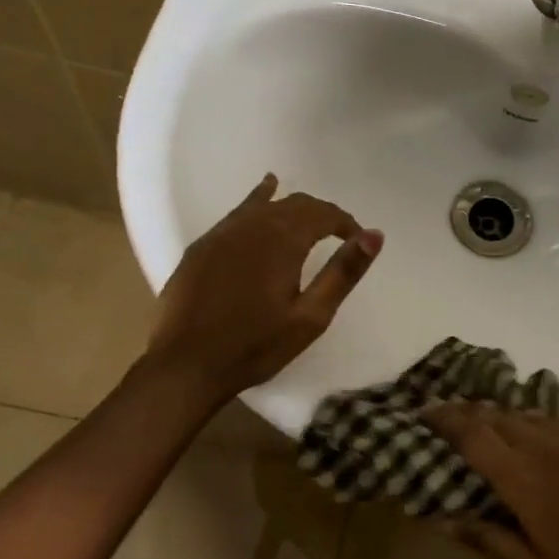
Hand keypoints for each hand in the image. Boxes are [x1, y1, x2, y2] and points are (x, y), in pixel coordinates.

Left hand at [146, 174, 381, 405]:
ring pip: (266, 205)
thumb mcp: (310, 317)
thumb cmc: (255, 346)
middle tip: (338, 235)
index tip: (357, 240)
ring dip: (292, 208)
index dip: (345, 223)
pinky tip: (265, 191)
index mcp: (283, 241)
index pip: (323, 214)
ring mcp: (223, 233)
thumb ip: (343, 273)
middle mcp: (253, 226)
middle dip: (322, 215)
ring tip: (309, 217)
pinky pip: (239, 211)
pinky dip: (258, 199)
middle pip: (296, 205)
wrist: (184, 366)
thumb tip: (374, 235)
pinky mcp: (203, 245)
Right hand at [425, 404, 558, 558]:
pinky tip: (542, 436)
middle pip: (500, 417)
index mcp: (524, 479)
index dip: (446, 420)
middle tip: (453, 417)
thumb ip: (488, 540)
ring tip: (491, 423)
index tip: (426, 412)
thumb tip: (444, 518)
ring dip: (506, 417)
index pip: (474, 436)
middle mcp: (548, 446)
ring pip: (532, 415)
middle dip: (472, 413)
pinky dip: (542, 424)